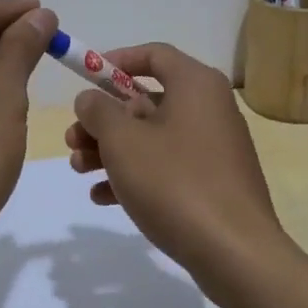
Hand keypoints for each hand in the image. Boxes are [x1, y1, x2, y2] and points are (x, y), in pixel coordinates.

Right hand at [63, 43, 286, 275]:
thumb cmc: (175, 182)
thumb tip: (91, 99)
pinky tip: (102, 196)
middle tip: (72, 140)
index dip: (116, 61)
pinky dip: (136, 175)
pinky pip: (167, 166)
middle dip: (104, 120)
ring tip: (78, 170)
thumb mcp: (123, 141)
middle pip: (147, 100)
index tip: (85, 78)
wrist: (235, 253)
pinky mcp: (213, 182)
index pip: (154, 54)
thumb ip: (99, 111)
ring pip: (153, 137)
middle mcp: (209, 108)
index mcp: (196, 84)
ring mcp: (213, 147)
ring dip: (112, 150)